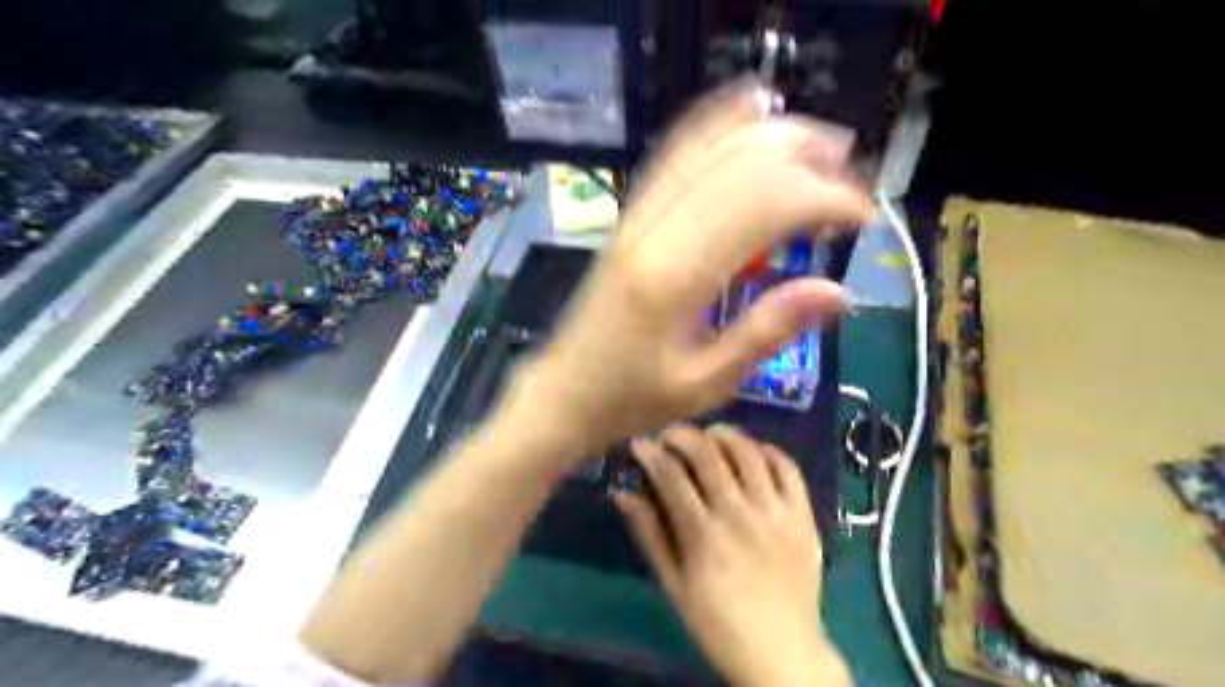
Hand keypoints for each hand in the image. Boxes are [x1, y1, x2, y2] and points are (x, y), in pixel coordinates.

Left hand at [502, 80, 875, 454]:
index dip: (824, 199)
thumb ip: (768, 331)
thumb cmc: (633, 399)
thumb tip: (838, 291)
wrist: (564, 392)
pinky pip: (674, 156)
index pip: (764, 208)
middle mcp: (656, 232)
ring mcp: (636, 219)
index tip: (863, 217)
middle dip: (807, 159)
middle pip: (740, 166)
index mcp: (677, 279)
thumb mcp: (706, 383)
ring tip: (820, 143)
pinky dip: (716, 126)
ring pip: (709, 149)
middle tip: (852, 178)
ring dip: (770, 136)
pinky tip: (746, 107)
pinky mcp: (628, 219)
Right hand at [613, 426, 843, 686]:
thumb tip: (624, 493)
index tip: (640, 443)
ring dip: (724, 435)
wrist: (782, 652)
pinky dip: (768, 451)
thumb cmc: (718, 622)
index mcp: (703, 535)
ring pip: (748, 452)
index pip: (671, 476)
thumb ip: (650, 535)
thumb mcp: (673, 584)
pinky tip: (753, 452)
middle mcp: (740, 514)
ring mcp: (776, 512)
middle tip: (670, 434)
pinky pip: (788, 468)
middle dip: (682, 435)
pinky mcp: (803, 515)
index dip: (651, 453)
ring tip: (710, 436)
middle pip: (708, 454)